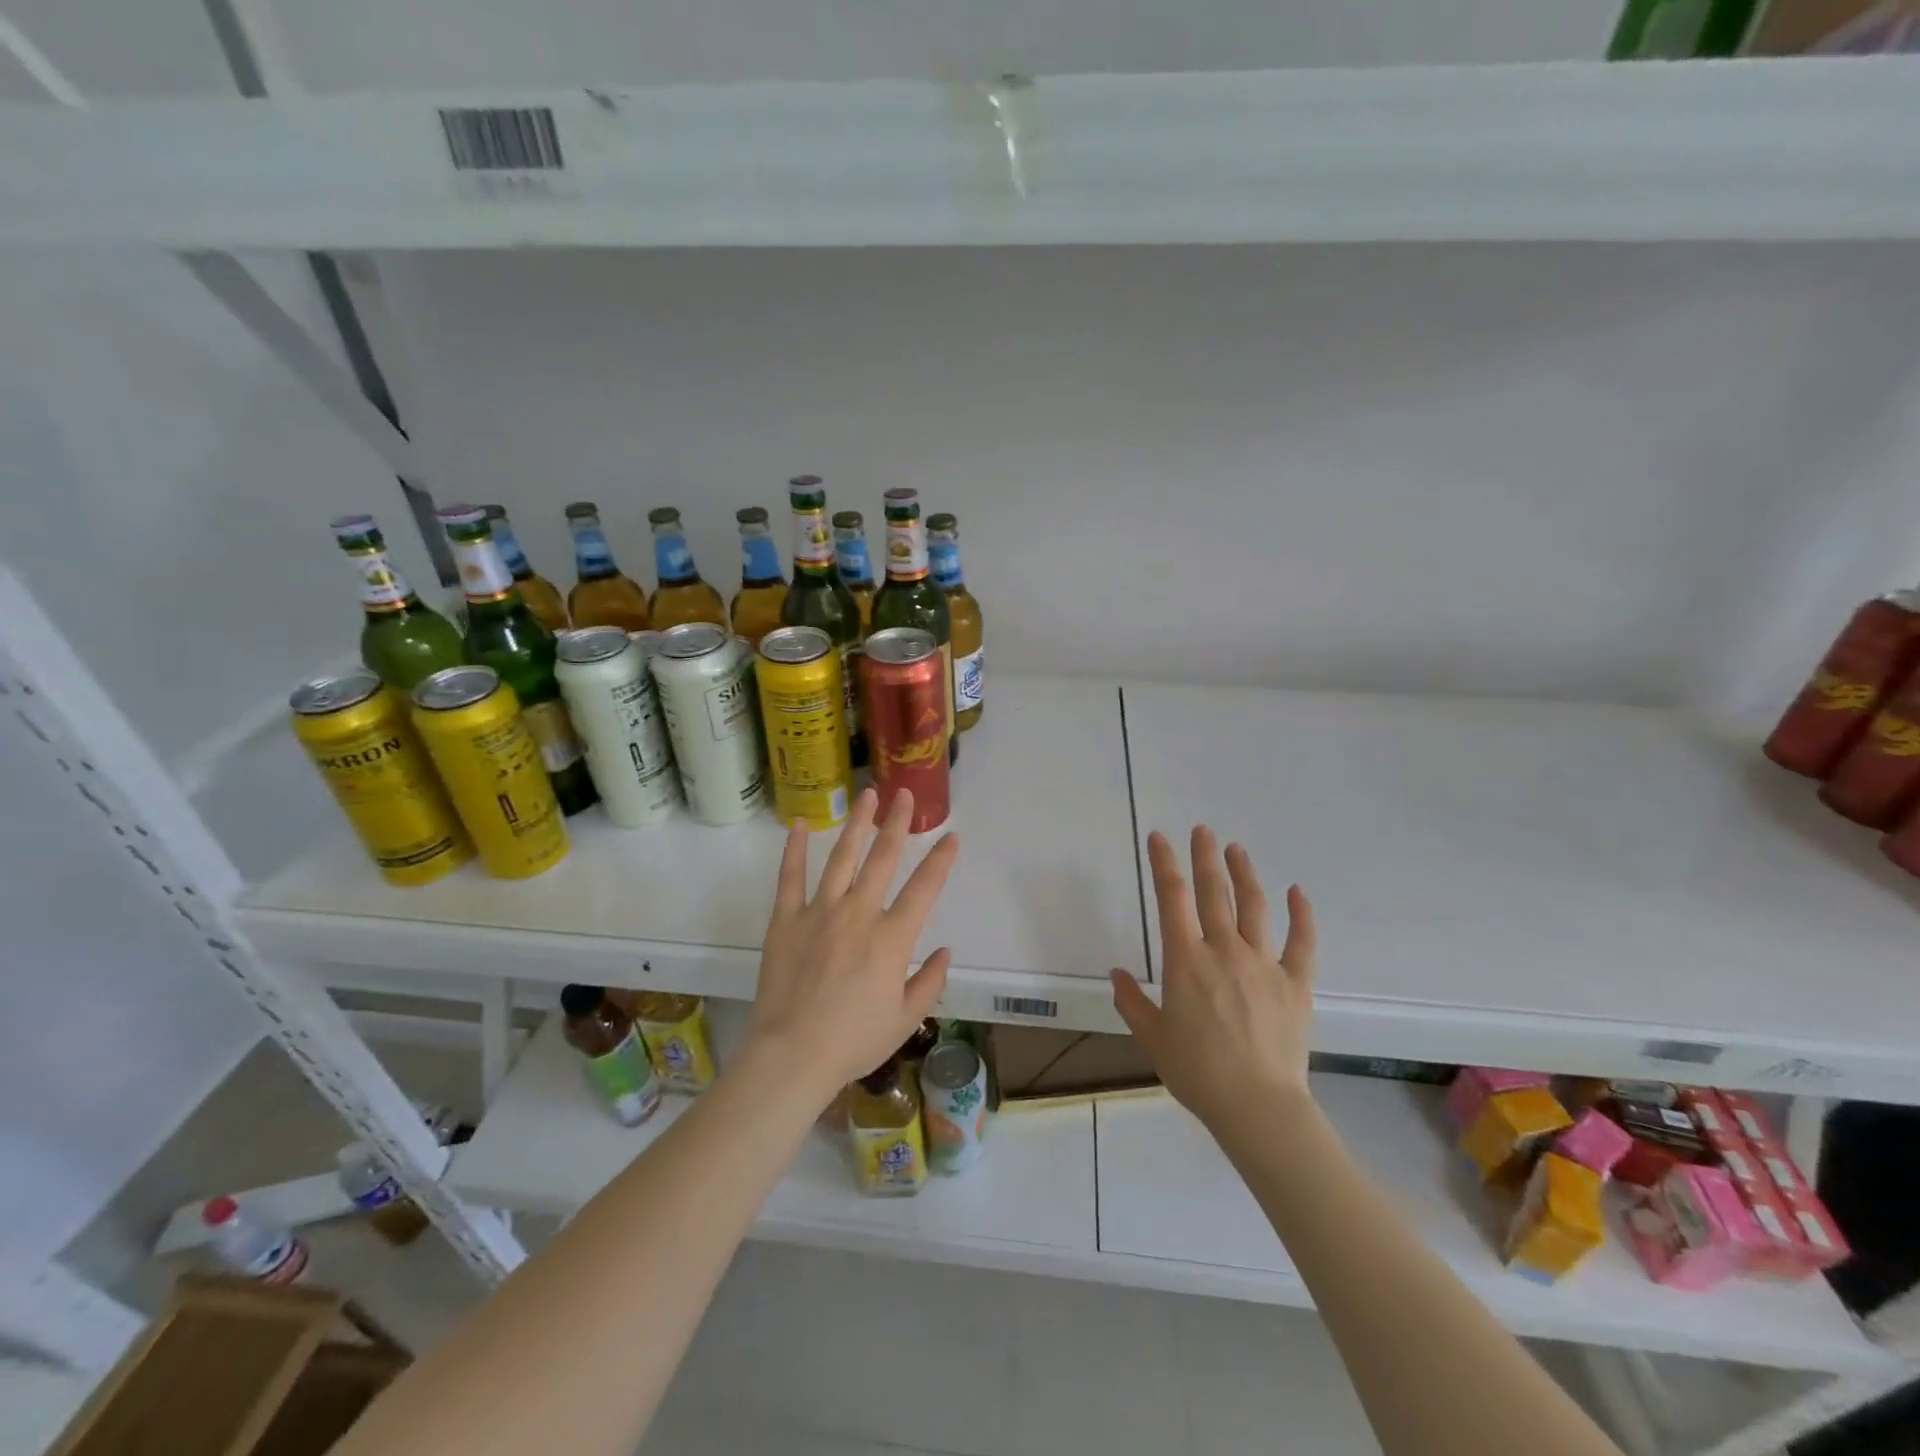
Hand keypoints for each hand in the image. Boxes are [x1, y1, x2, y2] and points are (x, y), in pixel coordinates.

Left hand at [748, 786, 959, 1101]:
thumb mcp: (905, 1019)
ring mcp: (819, 913)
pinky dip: (793, 850)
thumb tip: (945, 952)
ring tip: (866, 795)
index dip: (940, 860)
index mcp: (891, 938)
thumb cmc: (854, 1042)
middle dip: (896, 823)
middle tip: (903, 794)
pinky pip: (790, 878)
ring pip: (841, 858)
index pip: (924, 888)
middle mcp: (858, 914)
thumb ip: (930, 982)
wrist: (792, 1056)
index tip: (952, 836)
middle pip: (882, 859)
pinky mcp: (785, 920)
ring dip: (856, 825)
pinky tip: (797, 825)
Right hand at [1111, 827, 1316, 1136]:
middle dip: (1205, 857)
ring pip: (1254, 907)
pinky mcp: (1295, 983)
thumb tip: (1116, 973)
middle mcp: (1223, 950)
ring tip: (1236, 849)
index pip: (1171, 899)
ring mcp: (1263, 964)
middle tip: (1202, 830)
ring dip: (1244, 874)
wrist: (1257, 1106)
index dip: (1164, 863)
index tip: (1159, 838)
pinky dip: (1302, 915)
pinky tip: (1297, 892)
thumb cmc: (1197, 1072)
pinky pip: (1302, 942)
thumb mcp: (1153, 1038)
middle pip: (1213, 893)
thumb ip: (1132, 1002)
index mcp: (1185, 960)